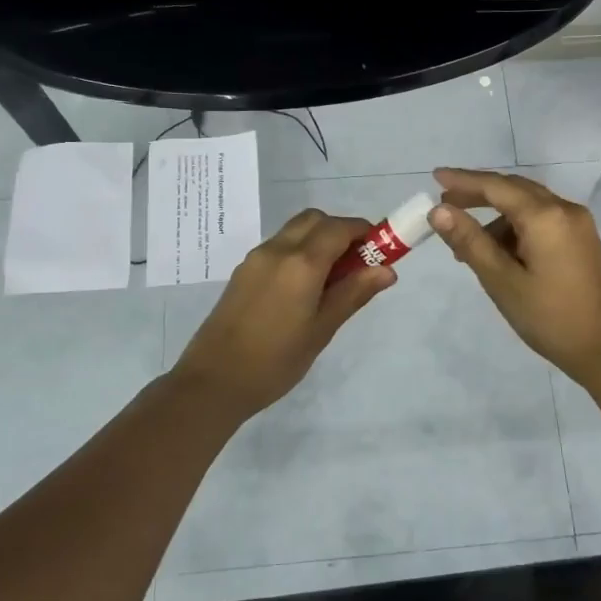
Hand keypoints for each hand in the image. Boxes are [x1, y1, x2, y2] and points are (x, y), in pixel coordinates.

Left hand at [169, 209, 396, 417]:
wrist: (214, 381)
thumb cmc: (276, 360)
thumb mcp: (322, 329)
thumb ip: (354, 293)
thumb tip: (386, 270)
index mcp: (301, 263)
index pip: (339, 228)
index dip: (364, 232)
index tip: (380, 250)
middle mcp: (277, 250)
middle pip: (315, 220)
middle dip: (341, 231)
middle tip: (357, 264)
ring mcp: (256, 258)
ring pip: (295, 230)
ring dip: (318, 240)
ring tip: (331, 279)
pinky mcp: (243, 271)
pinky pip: (278, 246)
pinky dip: (299, 251)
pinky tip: (303, 288)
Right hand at [429, 168, 600, 384]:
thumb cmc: (551, 318)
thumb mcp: (502, 281)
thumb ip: (470, 242)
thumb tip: (438, 211)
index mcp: (545, 216)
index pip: (496, 186)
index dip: (463, 180)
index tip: (434, 176)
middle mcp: (565, 210)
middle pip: (514, 189)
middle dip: (478, 194)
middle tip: (445, 203)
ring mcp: (578, 225)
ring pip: (528, 206)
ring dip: (496, 217)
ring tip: (467, 247)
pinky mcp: (582, 241)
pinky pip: (542, 221)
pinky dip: (516, 229)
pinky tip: (499, 255)